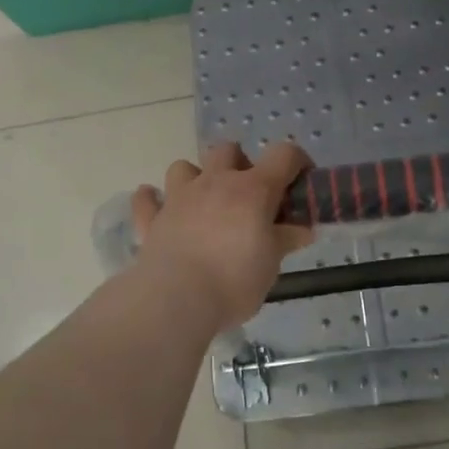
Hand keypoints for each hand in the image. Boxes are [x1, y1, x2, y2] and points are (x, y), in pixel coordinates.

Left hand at [131, 142, 313, 330]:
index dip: (297, 162)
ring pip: (184, 166)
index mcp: (253, 189)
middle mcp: (215, 182)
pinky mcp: (152, 219)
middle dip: (240, 164)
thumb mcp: (272, 264)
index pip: (283, 155)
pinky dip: (153, 200)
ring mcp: (179, 198)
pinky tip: (159, 209)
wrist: (176, 298)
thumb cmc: (235, 279)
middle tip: (249, 196)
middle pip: (228, 150)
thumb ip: (285, 240)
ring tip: (204, 201)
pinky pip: (147, 200)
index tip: (301, 181)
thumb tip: (302, 229)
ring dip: (195, 177)